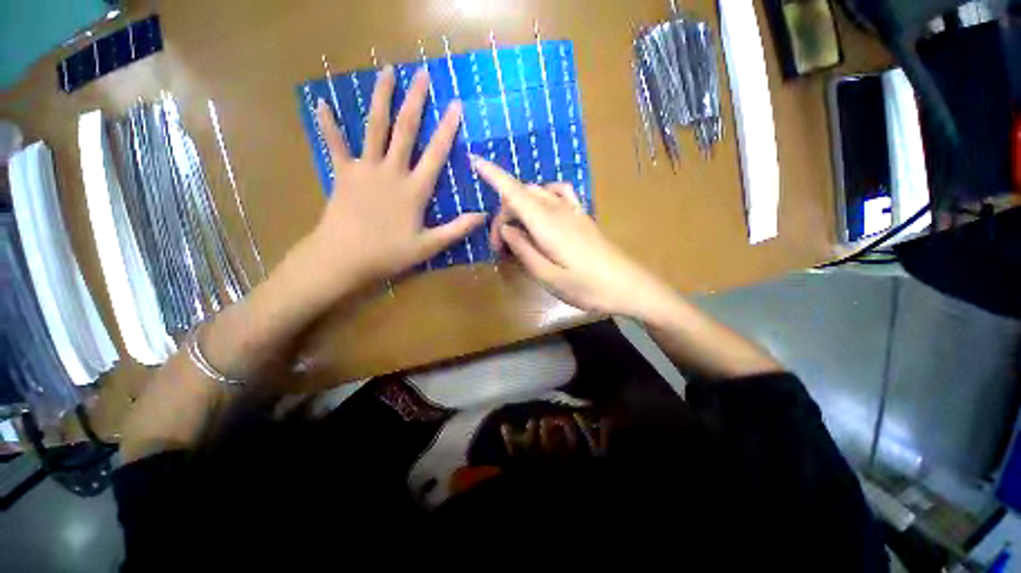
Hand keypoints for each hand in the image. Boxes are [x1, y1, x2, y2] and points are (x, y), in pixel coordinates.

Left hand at [302, 66, 484, 291]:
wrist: (343, 257)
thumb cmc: (389, 253)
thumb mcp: (429, 246)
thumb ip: (456, 229)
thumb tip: (483, 215)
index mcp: (414, 189)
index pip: (435, 154)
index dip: (447, 129)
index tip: (455, 104)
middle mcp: (391, 171)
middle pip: (405, 131)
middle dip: (415, 101)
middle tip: (421, 74)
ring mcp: (365, 169)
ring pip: (374, 128)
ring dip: (380, 99)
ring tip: (386, 72)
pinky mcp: (342, 173)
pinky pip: (334, 145)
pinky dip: (328, 125)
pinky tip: (321, 103)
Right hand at [472, 156, 671, 317]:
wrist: (628, 287)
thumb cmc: (587, 287)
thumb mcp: (548, 276)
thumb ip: (524, 250)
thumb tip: (506, 229)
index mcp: (546, 224)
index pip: (514, 192)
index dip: (493, 175)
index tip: (475, 160)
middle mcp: (558, 210)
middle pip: (522, 195)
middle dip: (504, 215)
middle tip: (501, 247)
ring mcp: (573, 211)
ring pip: (538, 193)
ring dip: (521, 206)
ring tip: (518, 233)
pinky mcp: (582, 216)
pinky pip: (560, 193)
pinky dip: (544, 195)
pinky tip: (542, 211)